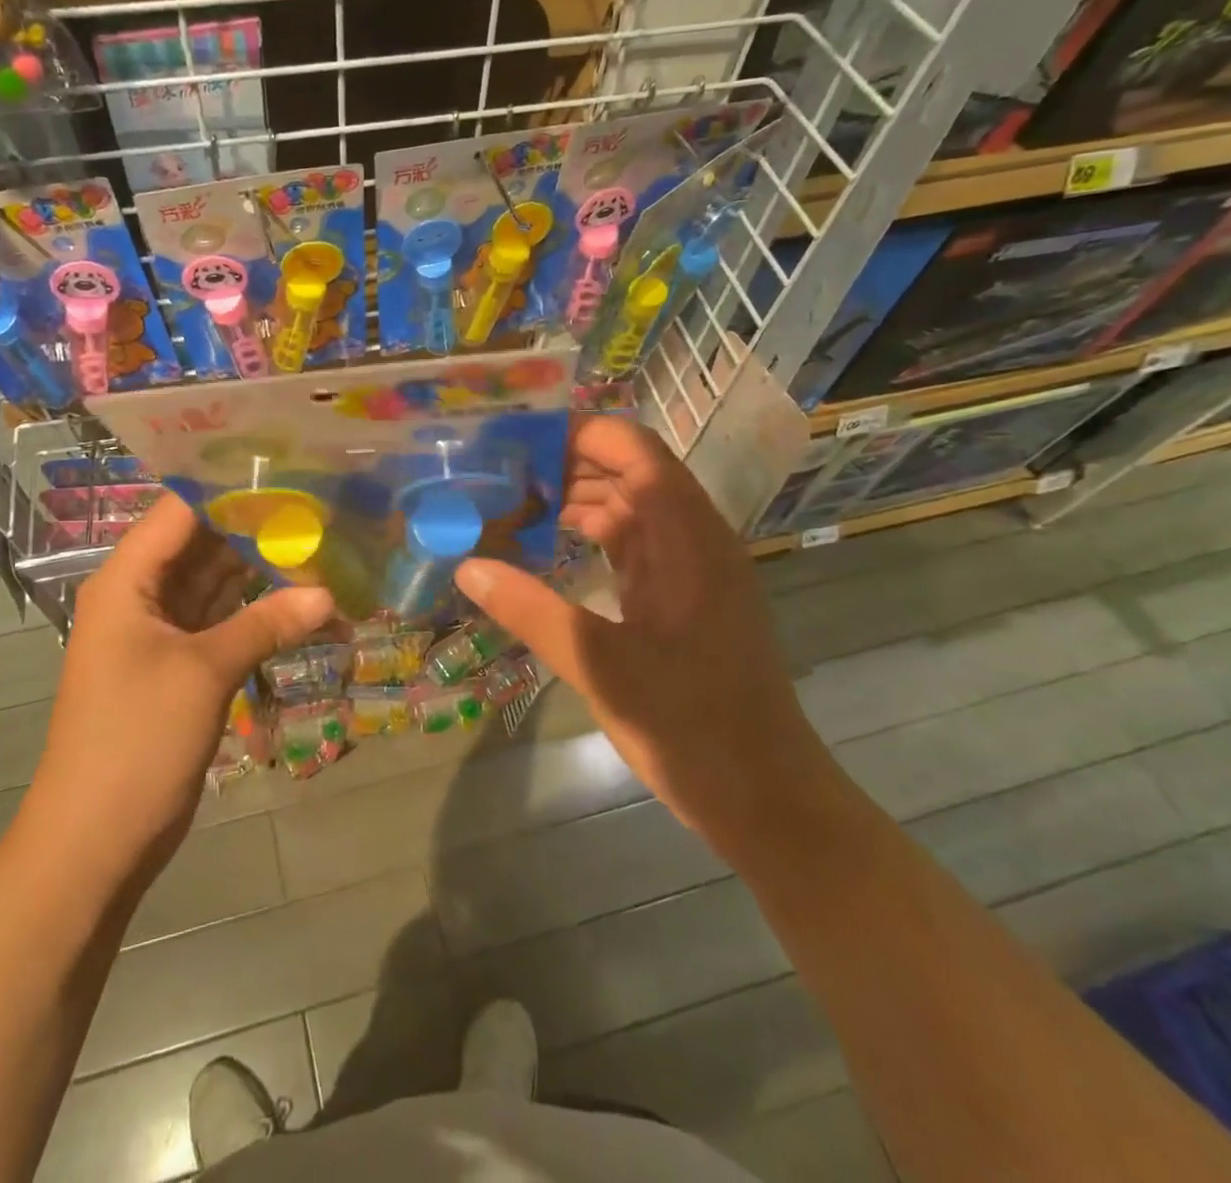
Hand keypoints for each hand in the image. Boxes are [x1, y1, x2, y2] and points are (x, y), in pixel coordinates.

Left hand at [30, 494, 333, 883]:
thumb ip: (267, 623)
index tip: (288, 471)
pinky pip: (223, 621)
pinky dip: (258, 612)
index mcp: (128, 579)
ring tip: (320, 545)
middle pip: (202, 544)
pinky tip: (302, 600)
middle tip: (319, 508)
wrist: (96, 839)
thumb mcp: (205, 672)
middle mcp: (141, 594)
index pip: (180, 510)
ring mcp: (161, 632)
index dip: (229, 488)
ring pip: (216, 583)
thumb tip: (329, 595)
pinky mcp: (180, 665)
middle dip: (256, 529)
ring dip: (262, 571)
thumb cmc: (136, 739)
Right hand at [453, 417, 829, 846]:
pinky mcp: (677, 597)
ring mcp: (687, 569)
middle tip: (494, 474)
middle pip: (626, 473)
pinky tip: (543, 545)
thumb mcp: (602, 667)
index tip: (516, 439)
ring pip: (626, 508)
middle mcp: (692, 539)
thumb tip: (467, 565)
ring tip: (507, 504)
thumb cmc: (691, 727)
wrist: (764, 796)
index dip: (579, 433)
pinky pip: (628, 545)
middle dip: (563, 465)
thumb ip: (532, 610)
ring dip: (572, 501)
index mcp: (688, 539)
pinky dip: (586, 536)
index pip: (635, 452)